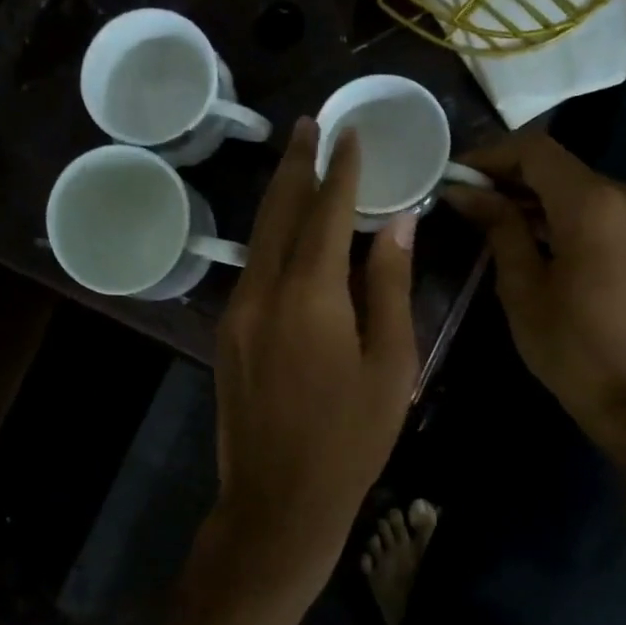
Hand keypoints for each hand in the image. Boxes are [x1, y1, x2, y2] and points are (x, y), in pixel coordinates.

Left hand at [193, 119, 418, 613]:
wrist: (278, 500)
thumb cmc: (350, 438)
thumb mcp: (390, 364)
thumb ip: (389, 286)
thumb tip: (399, 223)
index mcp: (310, 295)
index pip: (328, 212)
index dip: (342, 170)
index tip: (352, 133)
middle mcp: (263, 291)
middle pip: (280, 211)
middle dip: (297, 164)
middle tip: (310, 124)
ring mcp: (236, 312)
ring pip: (259, 238)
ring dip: (280, 197)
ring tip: (297, 162)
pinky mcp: (226, 334)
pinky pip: (252, 269)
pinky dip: (271, 238)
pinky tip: (286, 232)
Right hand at [445, 134, 625, 445]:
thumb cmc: (570, 348)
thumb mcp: (522, 286)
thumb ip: (498, 226)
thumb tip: (464, 191)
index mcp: (596, 205)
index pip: (536, 151)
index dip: (489, 155)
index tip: (453, 175)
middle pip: (557, 165)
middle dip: (507, 175)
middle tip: (462, 197)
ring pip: (575, 184)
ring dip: (531, 195)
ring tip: (485, 214)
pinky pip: (594, 206)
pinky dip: (558, 211)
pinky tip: (524, 230)